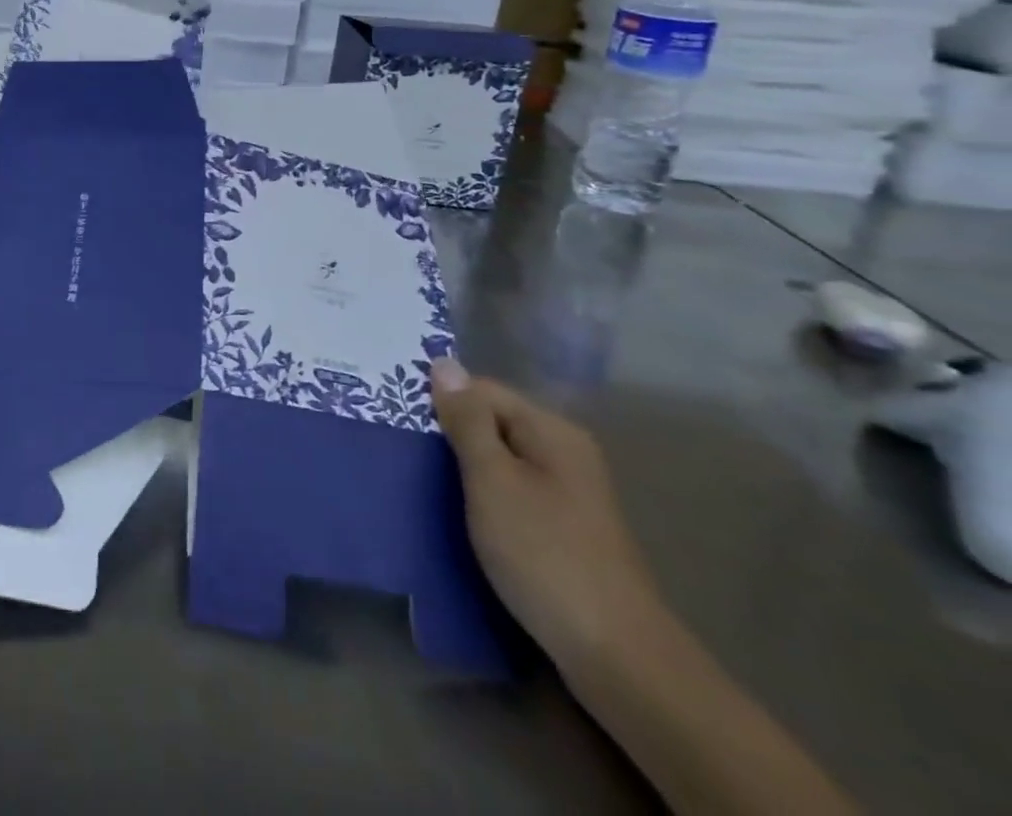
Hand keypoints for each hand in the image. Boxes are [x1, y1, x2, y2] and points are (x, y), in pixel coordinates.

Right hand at [431, 359, 666, 675]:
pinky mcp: (564, 529)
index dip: (442, 402)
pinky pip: (512, 492)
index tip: (404, 425)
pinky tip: (461, 516)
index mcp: (552, 430)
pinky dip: (484, 498)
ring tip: (424, 485)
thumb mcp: (492, 479)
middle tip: (407, 455)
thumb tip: (445, 364)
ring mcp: (568, 493)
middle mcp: (564, 452)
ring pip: (500, 461)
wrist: (615, 656)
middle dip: (451, 437)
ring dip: (464, 470)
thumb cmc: (544, 553)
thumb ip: (467, 420)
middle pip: (492, 423)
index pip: (481, 390)